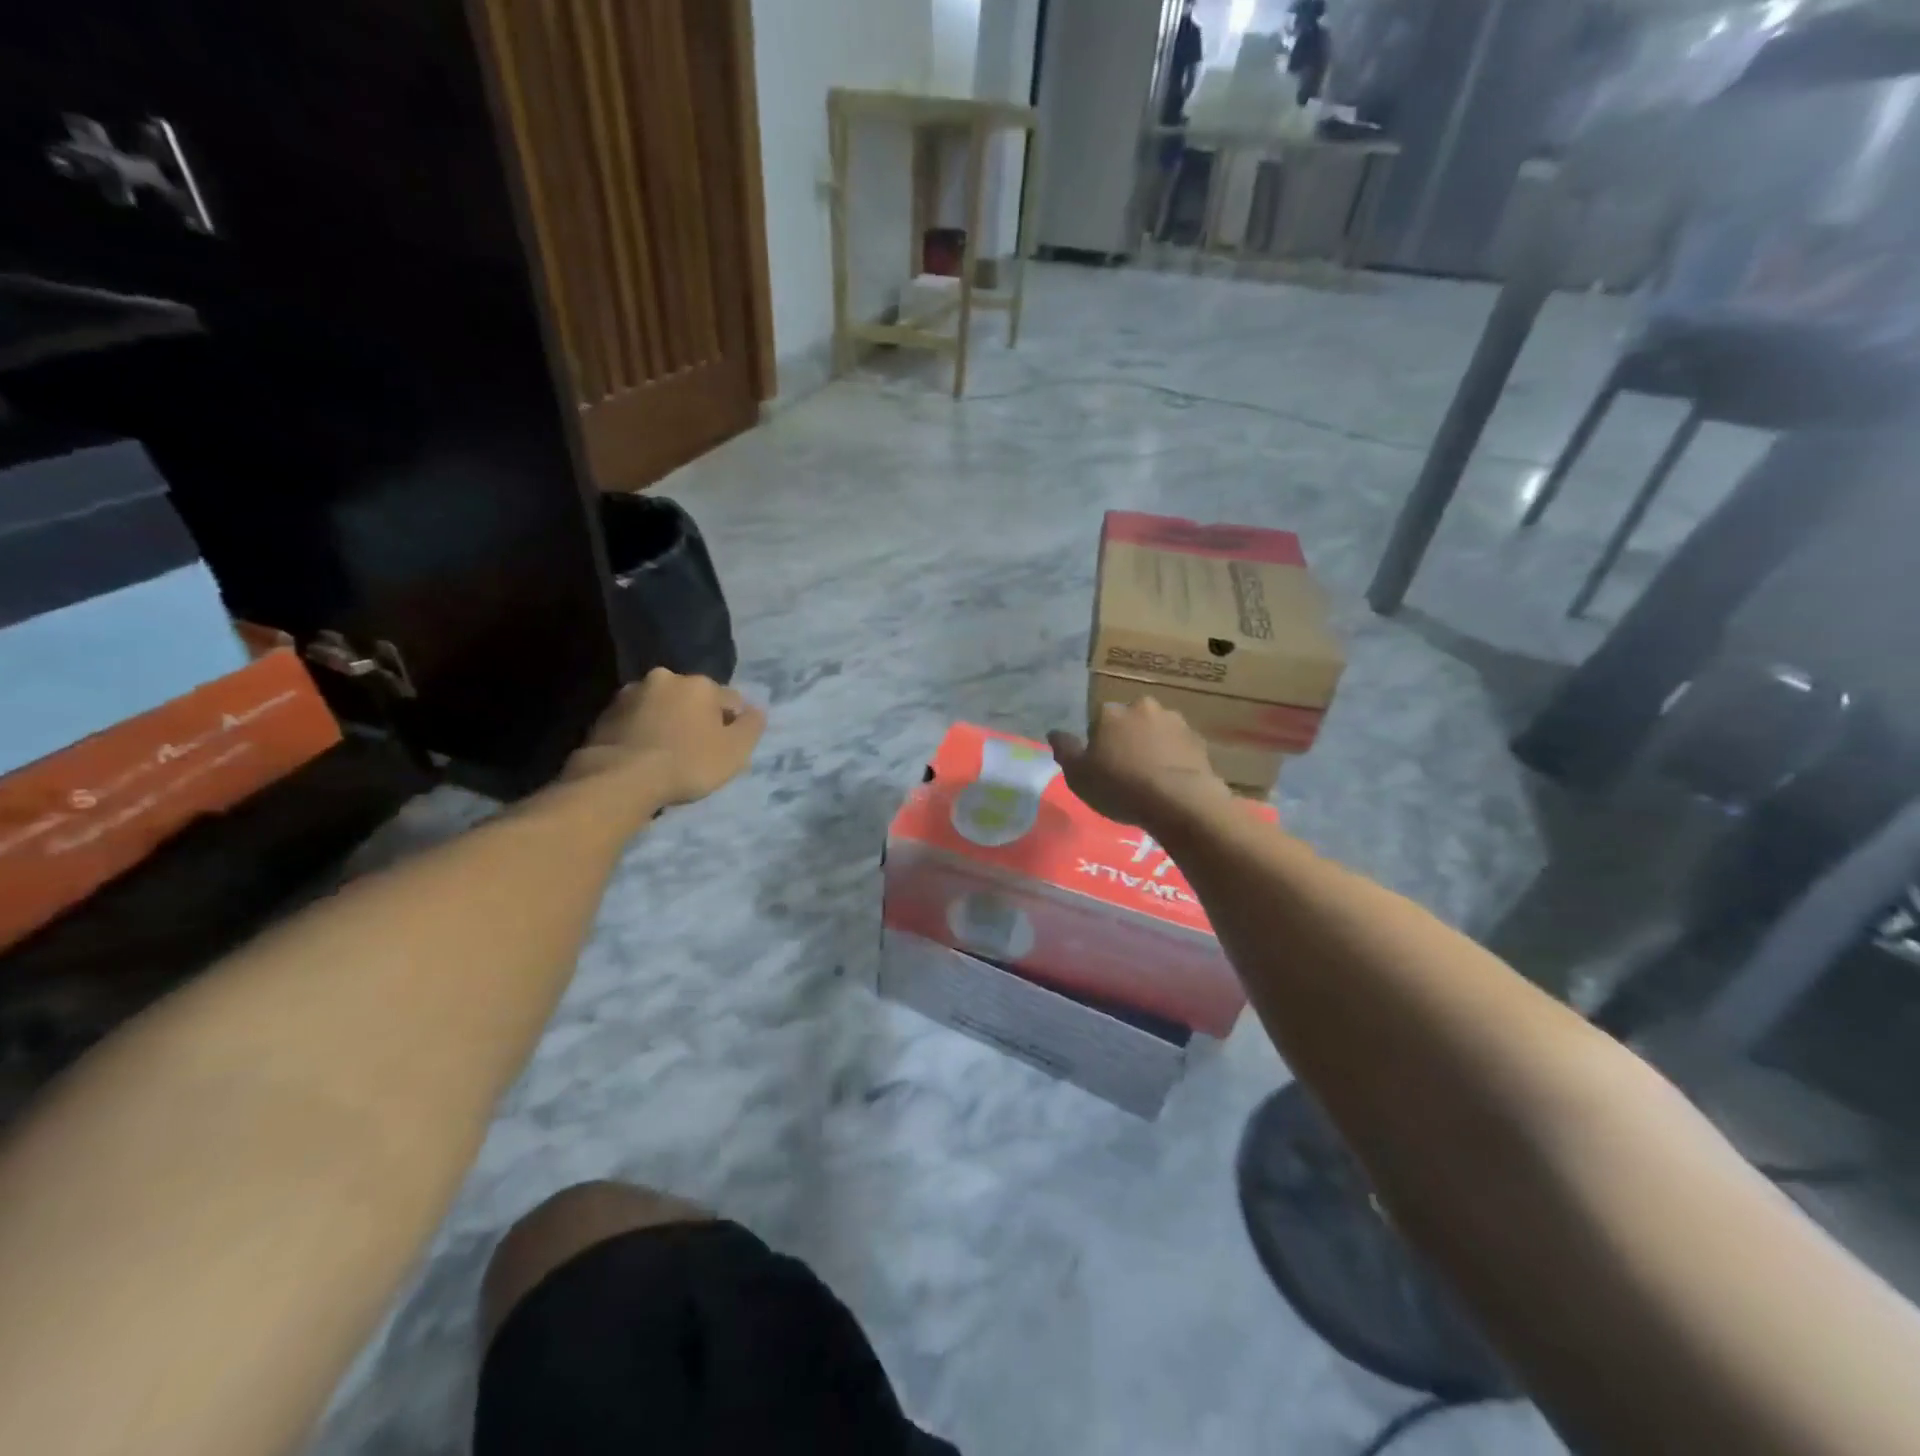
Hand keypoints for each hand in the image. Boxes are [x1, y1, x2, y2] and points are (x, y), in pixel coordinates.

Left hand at [565, 668, 765, 807]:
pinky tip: (644, 758)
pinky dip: (643, 733)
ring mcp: (630, 694)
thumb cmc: (687, 763)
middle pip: (693, 700)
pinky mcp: (605, 714)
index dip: (731, 726)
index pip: (730, 700)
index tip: (725, 750)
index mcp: (699, 684)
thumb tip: (756, 710)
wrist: (619, 779)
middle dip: (697, 720)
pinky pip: (636, 721)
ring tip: (667, 757)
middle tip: (697, 753)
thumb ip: (752, 726)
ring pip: (662, 708)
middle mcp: (665, 678)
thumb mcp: (735, 750)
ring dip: (668, 724)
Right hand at [1048, 697, 1230, 830]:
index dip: (1098, 743)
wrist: (1180, 801)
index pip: (1097, 720)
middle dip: (1127, 738)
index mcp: (1110, 712)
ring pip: (1156, 731)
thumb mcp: (1078, 776)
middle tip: (1127, 770)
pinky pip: (1178, 747)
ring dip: (1152, 746)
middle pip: (1129, 721)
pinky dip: (1174, 758)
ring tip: (1152, 777)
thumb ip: (1064, 750)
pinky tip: (1171, 781)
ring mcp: (1175, 721)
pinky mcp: (1199, 740)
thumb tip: (1054, 732)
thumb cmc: (1120, 787)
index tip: (1101, 765)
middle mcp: (1142, 707)